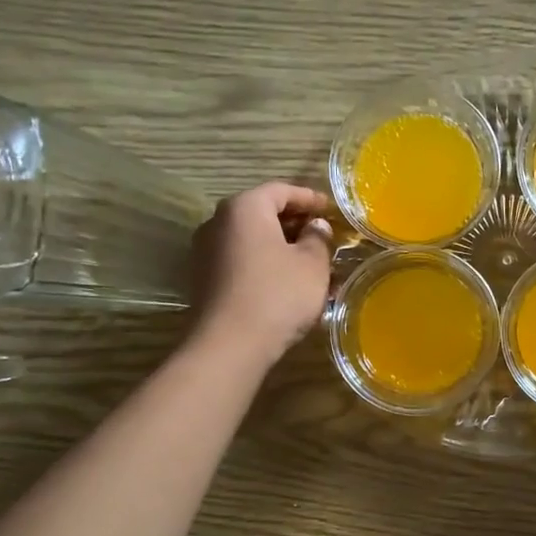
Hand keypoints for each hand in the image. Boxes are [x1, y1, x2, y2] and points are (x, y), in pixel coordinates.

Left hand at [189, 182, 335, 366]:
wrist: (229, 345)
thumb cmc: (278, 295)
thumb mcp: (312, 265)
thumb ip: (318, 239)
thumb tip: (316, 226)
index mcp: (245, 207)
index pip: (281, 190)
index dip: (310, 198)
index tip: (331, 209)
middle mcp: (218, 222)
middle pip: (262, 213)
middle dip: (295, 223)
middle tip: (323, 236)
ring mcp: (206, 251)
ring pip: (252, 239)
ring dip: (281, 247)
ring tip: (309, 263)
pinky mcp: (204, 279)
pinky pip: (241, 260)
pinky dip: (265, 264)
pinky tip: (286, 282)